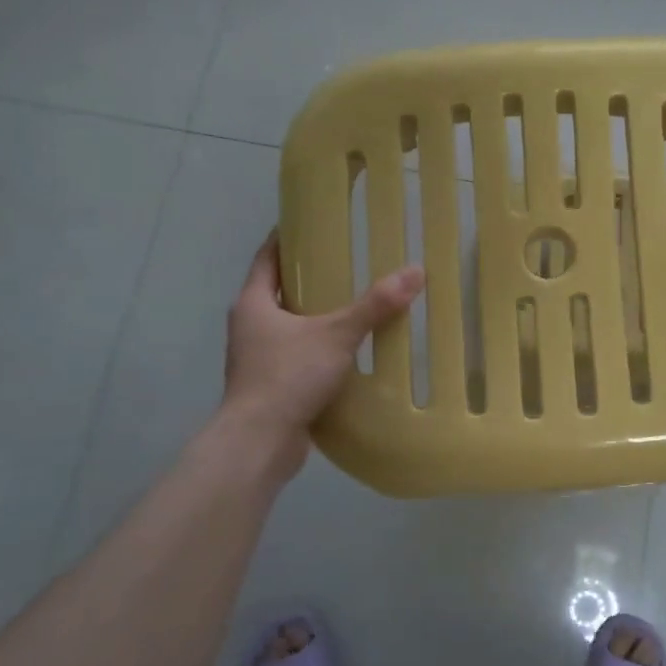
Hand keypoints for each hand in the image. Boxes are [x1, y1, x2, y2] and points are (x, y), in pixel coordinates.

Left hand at [222, 232, 423, 455]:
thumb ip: (375, 305)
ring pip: (288, 326)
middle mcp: (249, 326)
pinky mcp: (270, 385)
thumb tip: (415, 271)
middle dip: (308, 278)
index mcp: (253, 303)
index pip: (267, 257)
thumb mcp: (337, 335)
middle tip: (347, 263)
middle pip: (278, 291)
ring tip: (354, 305)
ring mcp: (257, 358)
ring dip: (315, 316)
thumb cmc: (288, 376)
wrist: (260, 441)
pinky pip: (296, 356)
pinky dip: (318, 348)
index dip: (286, 238)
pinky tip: (348, 351)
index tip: (311, 223)